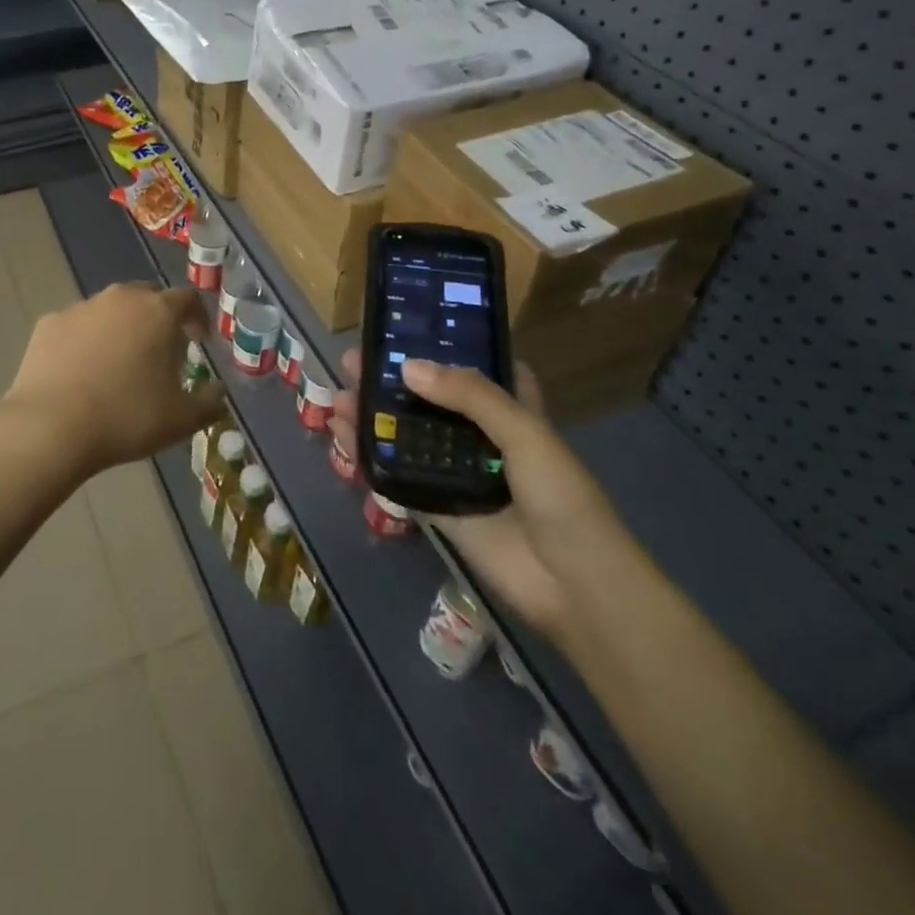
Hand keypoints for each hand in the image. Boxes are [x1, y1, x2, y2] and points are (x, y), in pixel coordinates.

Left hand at [0, 282, 226, 477]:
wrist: (50, 427)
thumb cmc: (126, 418)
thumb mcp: (182, 419)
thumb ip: (209, 401)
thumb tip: (218, 390)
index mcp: (157, 311)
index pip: (188, 299)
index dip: (198, 318)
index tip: (199, 341)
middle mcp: (120, 298)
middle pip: (147, 296)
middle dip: (158, 317)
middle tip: (160, 350)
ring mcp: (80, 307)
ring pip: (110, 309)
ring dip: (121, 327)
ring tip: (119, 363)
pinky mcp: (48, 323)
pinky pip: (77, 325)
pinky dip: (86, 340)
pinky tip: (82, 371)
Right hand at [329, 349, 628, 639]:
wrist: (575, 585)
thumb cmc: (561, 497)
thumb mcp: (524, 433)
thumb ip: (469, 396)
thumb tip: (408, 368)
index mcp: (512, 410)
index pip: (474, 368)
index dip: (443, 347)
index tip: (405, 329)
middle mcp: (482, 437)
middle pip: (430, 400)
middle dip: (393, 381)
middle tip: (353, 362)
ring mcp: (459, 473)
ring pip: (409, 437)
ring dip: (375, 417)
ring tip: (338, 397)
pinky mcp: (440, 507)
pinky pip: (400, 477)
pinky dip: (371, 458)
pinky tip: (344, 439)